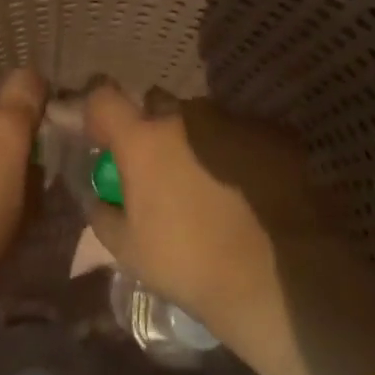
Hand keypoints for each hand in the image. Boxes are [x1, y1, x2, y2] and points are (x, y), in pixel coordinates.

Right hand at [83, 84, 322, 347]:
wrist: (275, 276)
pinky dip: (236, 152)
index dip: (99, 113)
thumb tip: (100, 198)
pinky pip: (241, 133)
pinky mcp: (274, 135)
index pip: (104, 97)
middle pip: (157, 103)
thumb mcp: (127, 249)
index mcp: (143, 141)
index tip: (104, 139)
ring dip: (196, 140)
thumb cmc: (188, 262)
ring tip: (210, 183)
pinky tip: (246, 188)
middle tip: (159, 168)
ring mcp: (234, 122)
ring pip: (202, 119)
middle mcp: (187, 118)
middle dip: (151, 127)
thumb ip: (103, 213)